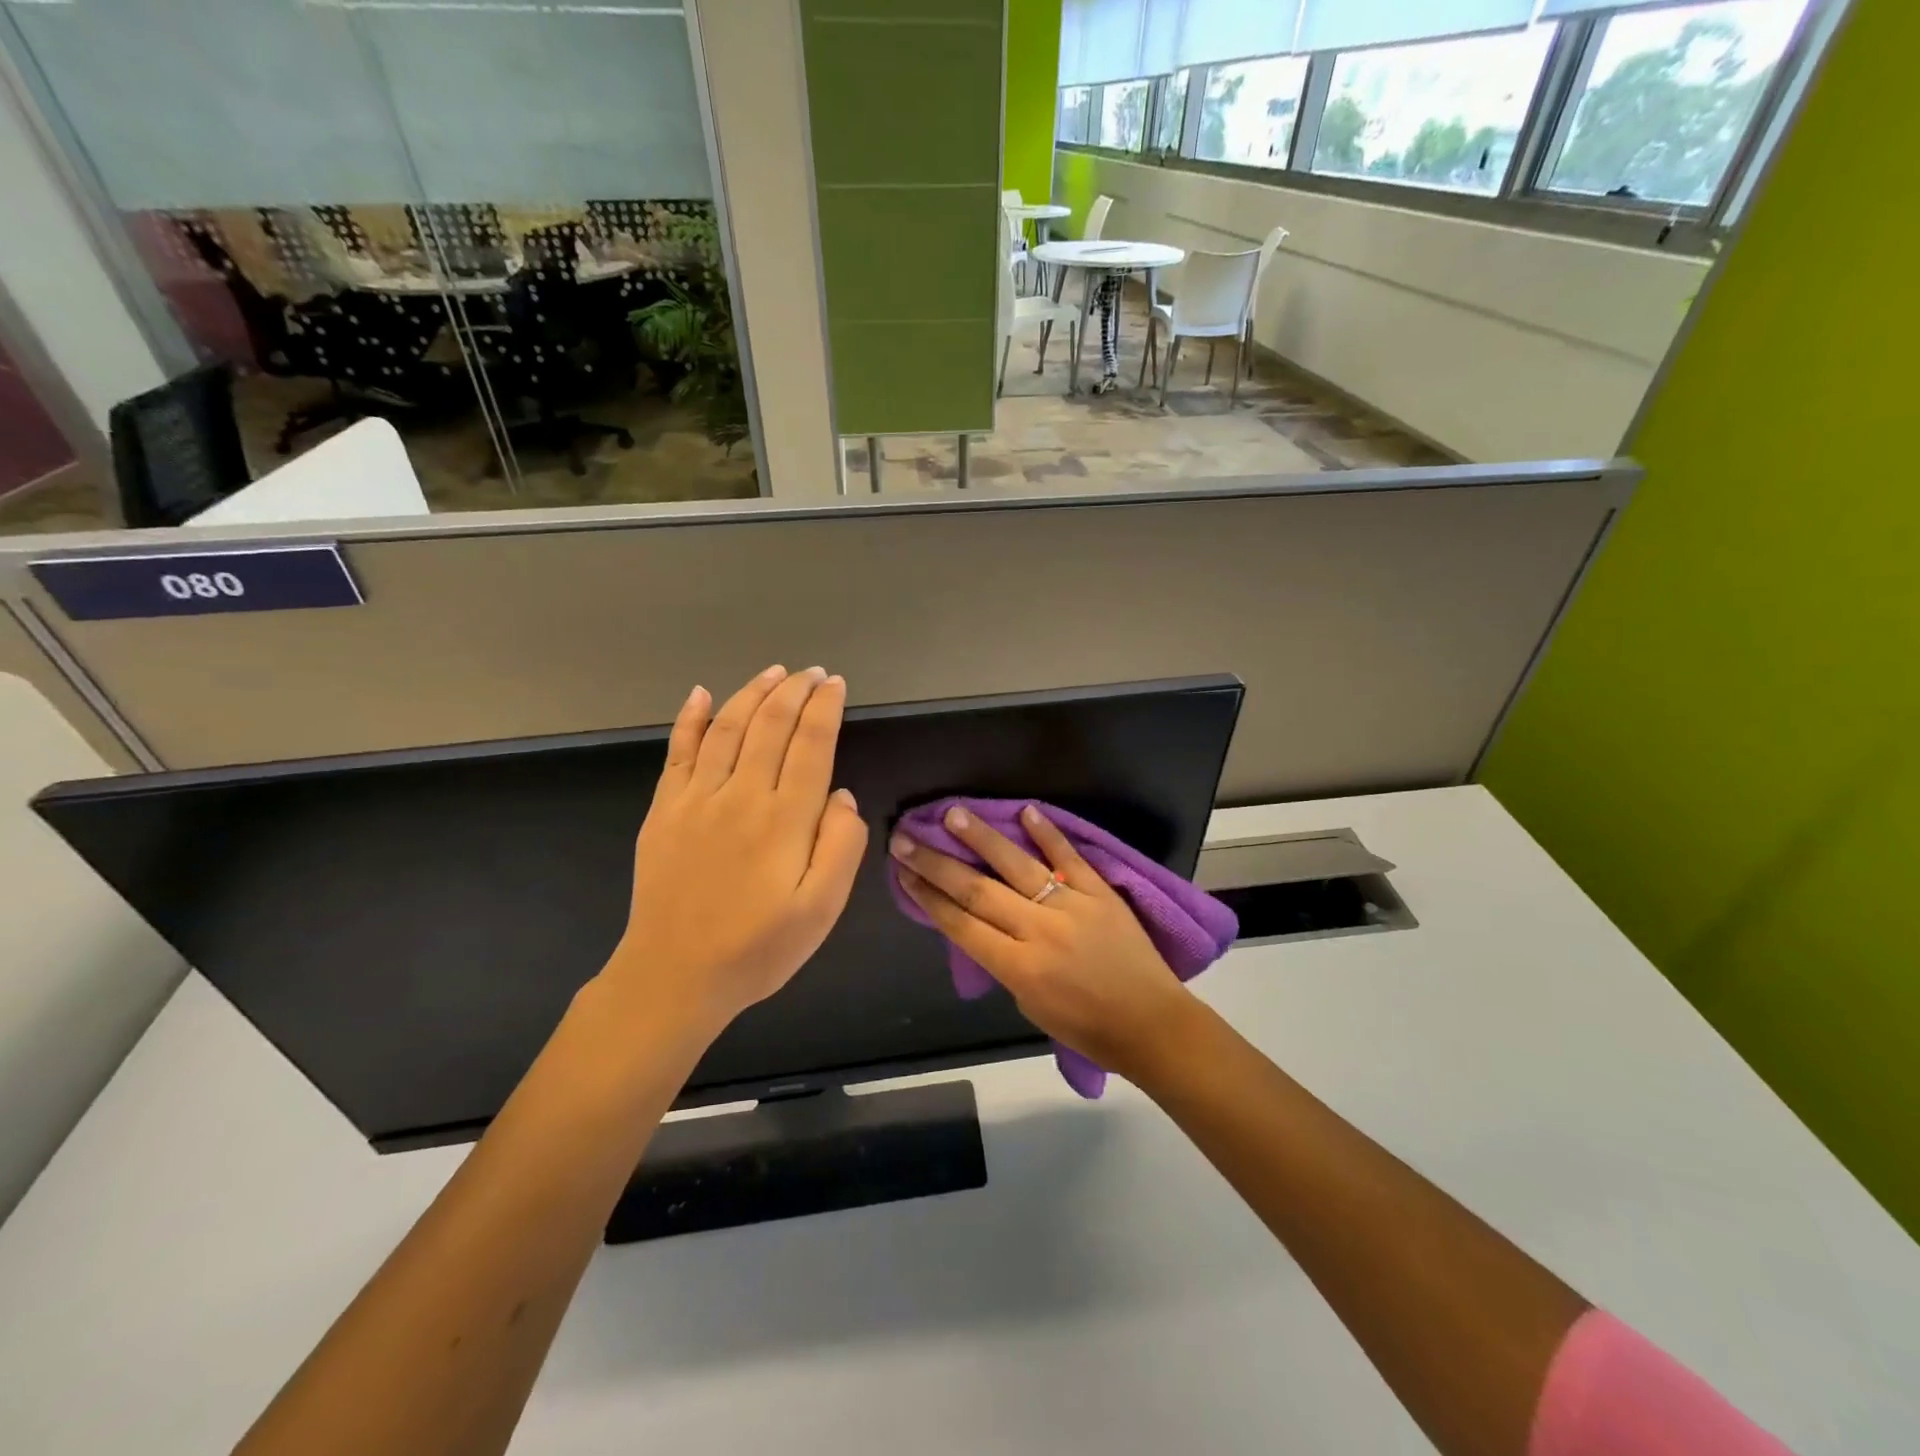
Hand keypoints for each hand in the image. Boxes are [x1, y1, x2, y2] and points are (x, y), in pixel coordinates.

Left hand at [600, 665, 868, 1037]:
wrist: (674, 977)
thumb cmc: (758, 948)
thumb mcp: (822, 910)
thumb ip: (841, 846)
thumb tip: (841, 796)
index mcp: (785, 818)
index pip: (811, 744)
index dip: (825, 708)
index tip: (836, 684)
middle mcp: (741, 795)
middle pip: (770, 725)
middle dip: (795, 691)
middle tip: (813, 672)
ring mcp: (697, 799)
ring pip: (728, 727)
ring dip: (753, 693)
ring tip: (774, 672)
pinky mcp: (665, 810)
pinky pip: (678, 751)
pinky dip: (690, 718)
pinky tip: (701, 694)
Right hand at [892, 803, 1195, 1081]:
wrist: (1151, 1024)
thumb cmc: (1086, 1027)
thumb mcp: (1029, 1004)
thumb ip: (1003, 960)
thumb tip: (981, 923)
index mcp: (1018, 967)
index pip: (961, 924)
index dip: (928, 897)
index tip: (903, 873)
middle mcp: (1039, 931)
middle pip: (977, 891)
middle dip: (936, 864)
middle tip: (905, 839)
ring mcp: (1071, 907)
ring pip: (1018, 866)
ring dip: (982, 838)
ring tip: (953, 814)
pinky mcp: (1101, 893)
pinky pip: (1070, 858)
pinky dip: (1048, 833)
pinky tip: (1025, 810)